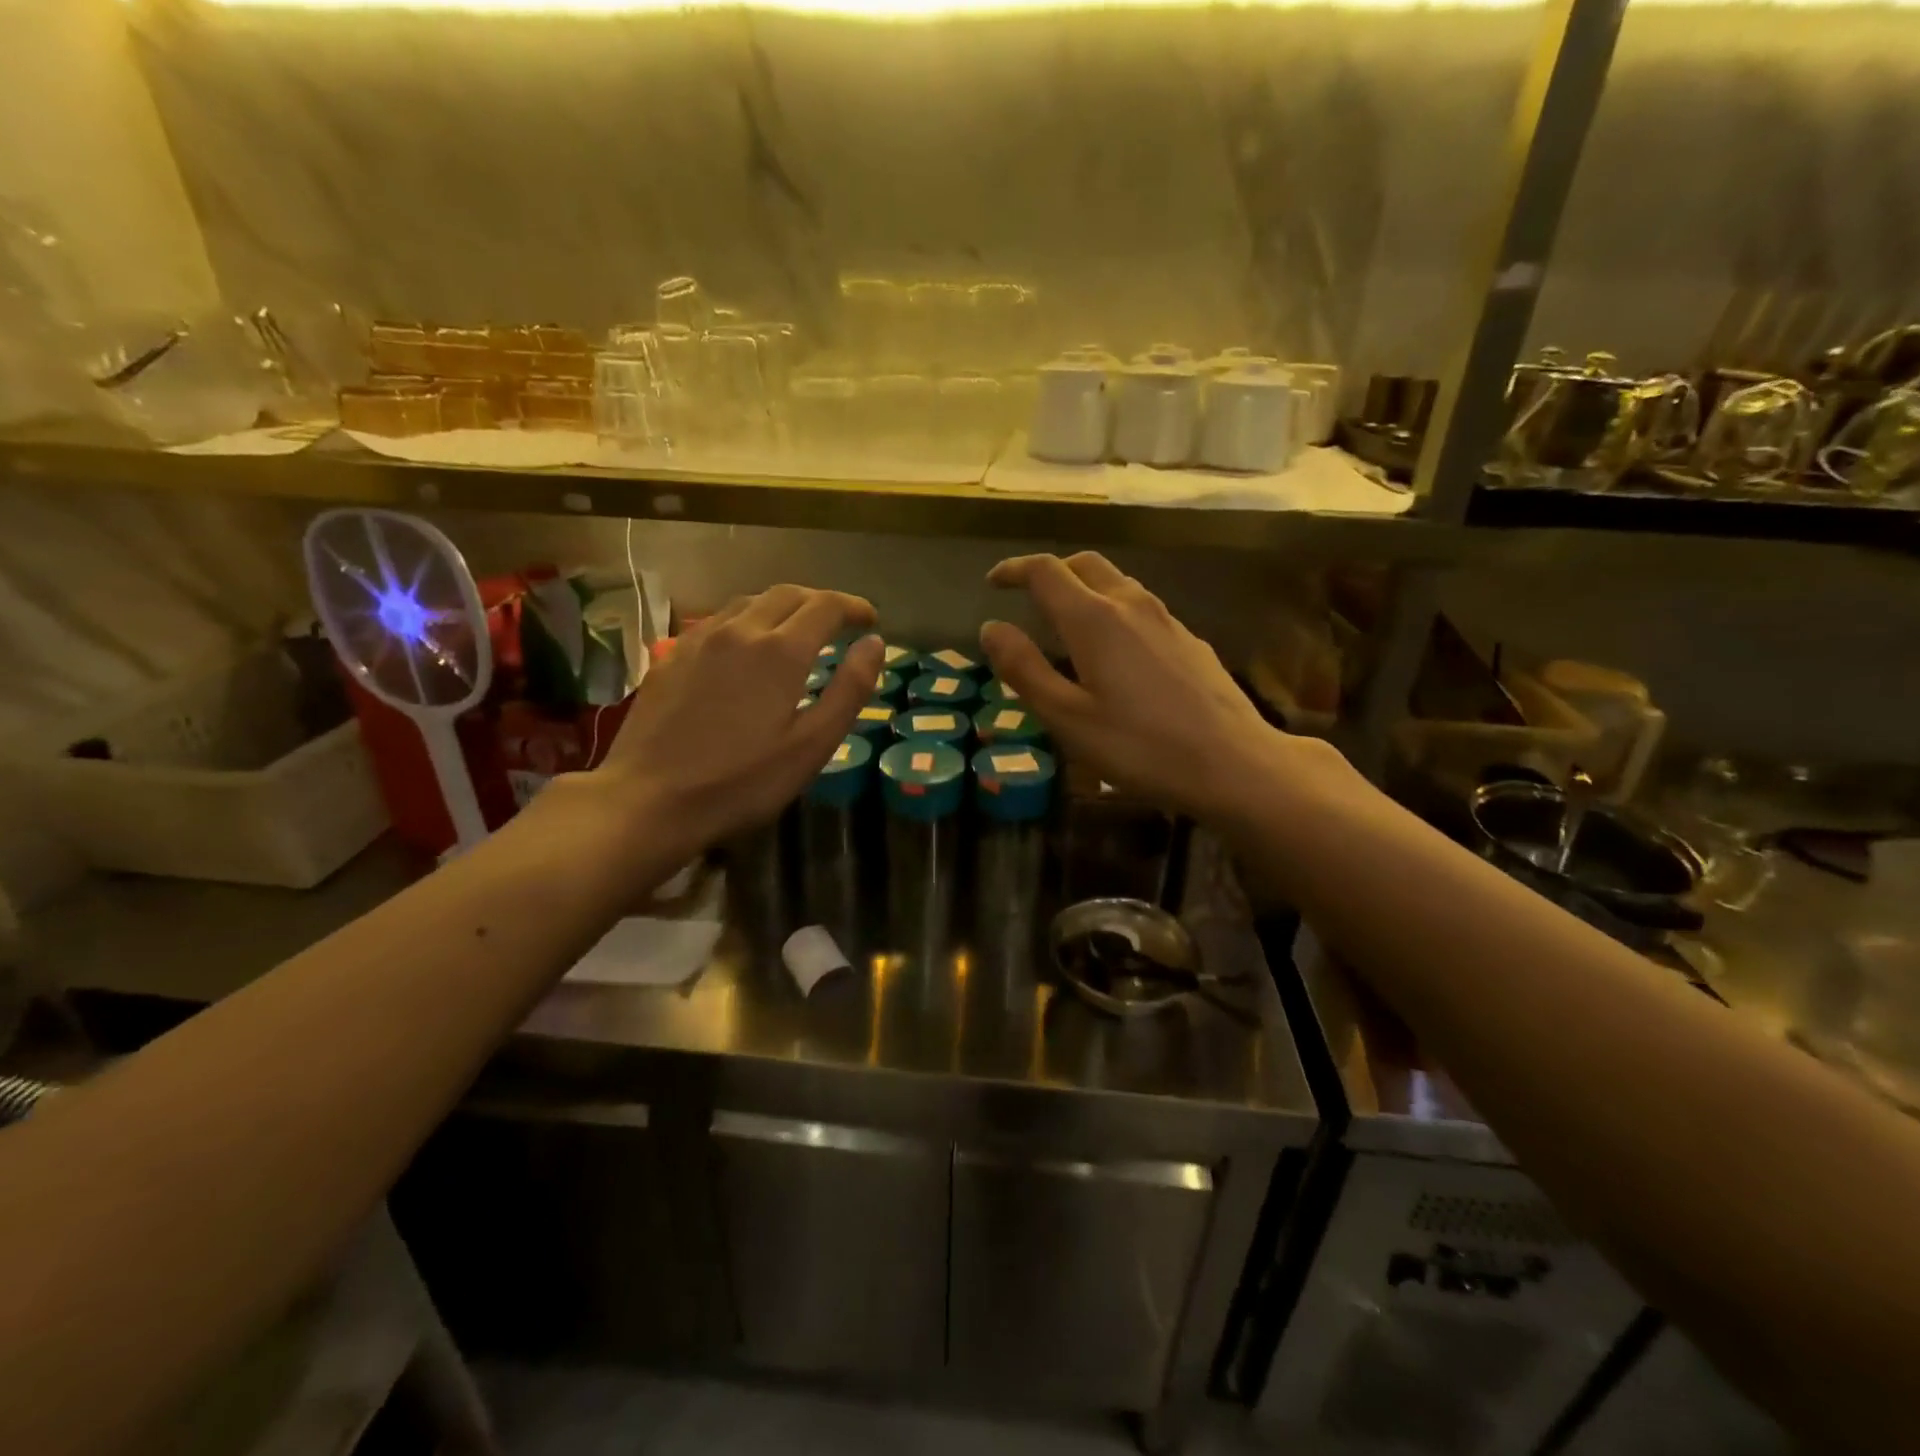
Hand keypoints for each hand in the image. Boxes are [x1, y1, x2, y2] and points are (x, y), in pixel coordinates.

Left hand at [590, 584, 882, 855]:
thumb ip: (849, 689)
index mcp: (781, 650)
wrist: (649, 799)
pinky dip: (746, 622)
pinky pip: (718, 621)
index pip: (826, 606)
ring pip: (749, 602)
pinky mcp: (671, 656)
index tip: (870, 621)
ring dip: (782, 608)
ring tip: (796, 632)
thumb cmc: (742, 781)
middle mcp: (740, 630)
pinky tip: (745, 650)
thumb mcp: (812, 745)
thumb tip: (875, 643)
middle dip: (820, 602)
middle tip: (839, 624)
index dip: (854, 608)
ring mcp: (699, 639)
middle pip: (788, 594)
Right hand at [979, 552, 1329, 819]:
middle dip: (1051, 571)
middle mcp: (1131, 604)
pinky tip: (1116, 651)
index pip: (1045, 571)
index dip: (1014, 570)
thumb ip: (1024, 669)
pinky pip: (1141, 608)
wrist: (1233, 762)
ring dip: (1085, 589)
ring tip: (1067, 622)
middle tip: (1028, 596)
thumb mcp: (1067, 717)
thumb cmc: (1140, 746)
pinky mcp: (1190, 640)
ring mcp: (1166, 619)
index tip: (993, 582)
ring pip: (1117, 583)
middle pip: (1084, 564)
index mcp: (1094, 619)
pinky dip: (1114, 611)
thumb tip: (991, 627)